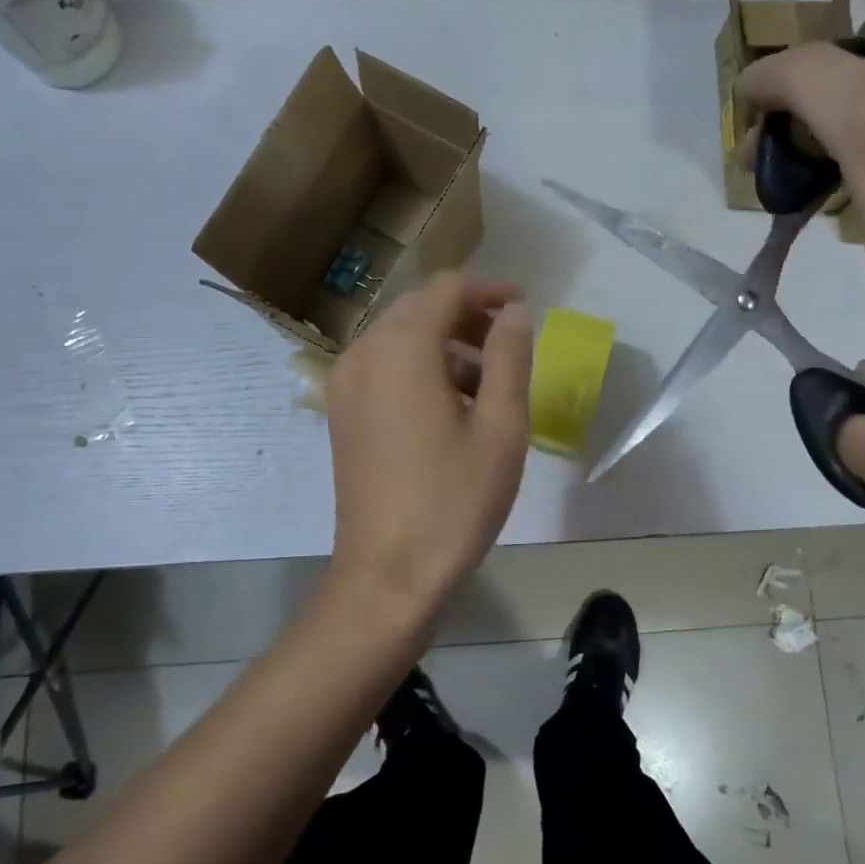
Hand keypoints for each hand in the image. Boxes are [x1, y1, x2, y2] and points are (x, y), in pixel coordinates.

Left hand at [324, 272, 533, 621]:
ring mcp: (345, 385)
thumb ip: (510, 357)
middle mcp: (363, 354)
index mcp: (402, 349)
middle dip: (466, 316)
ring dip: (443, 344)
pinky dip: (418, 368)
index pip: (446, 289)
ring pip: (398, 338)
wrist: (388, 574)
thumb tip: (515, 312)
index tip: (523, 308)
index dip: (489, 290)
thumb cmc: (454, 501)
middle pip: (418, 309)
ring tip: (487, 384)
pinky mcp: (341, 414)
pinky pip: (382, 368)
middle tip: (508, 346)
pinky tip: (449, 407)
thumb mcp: (501, 427)